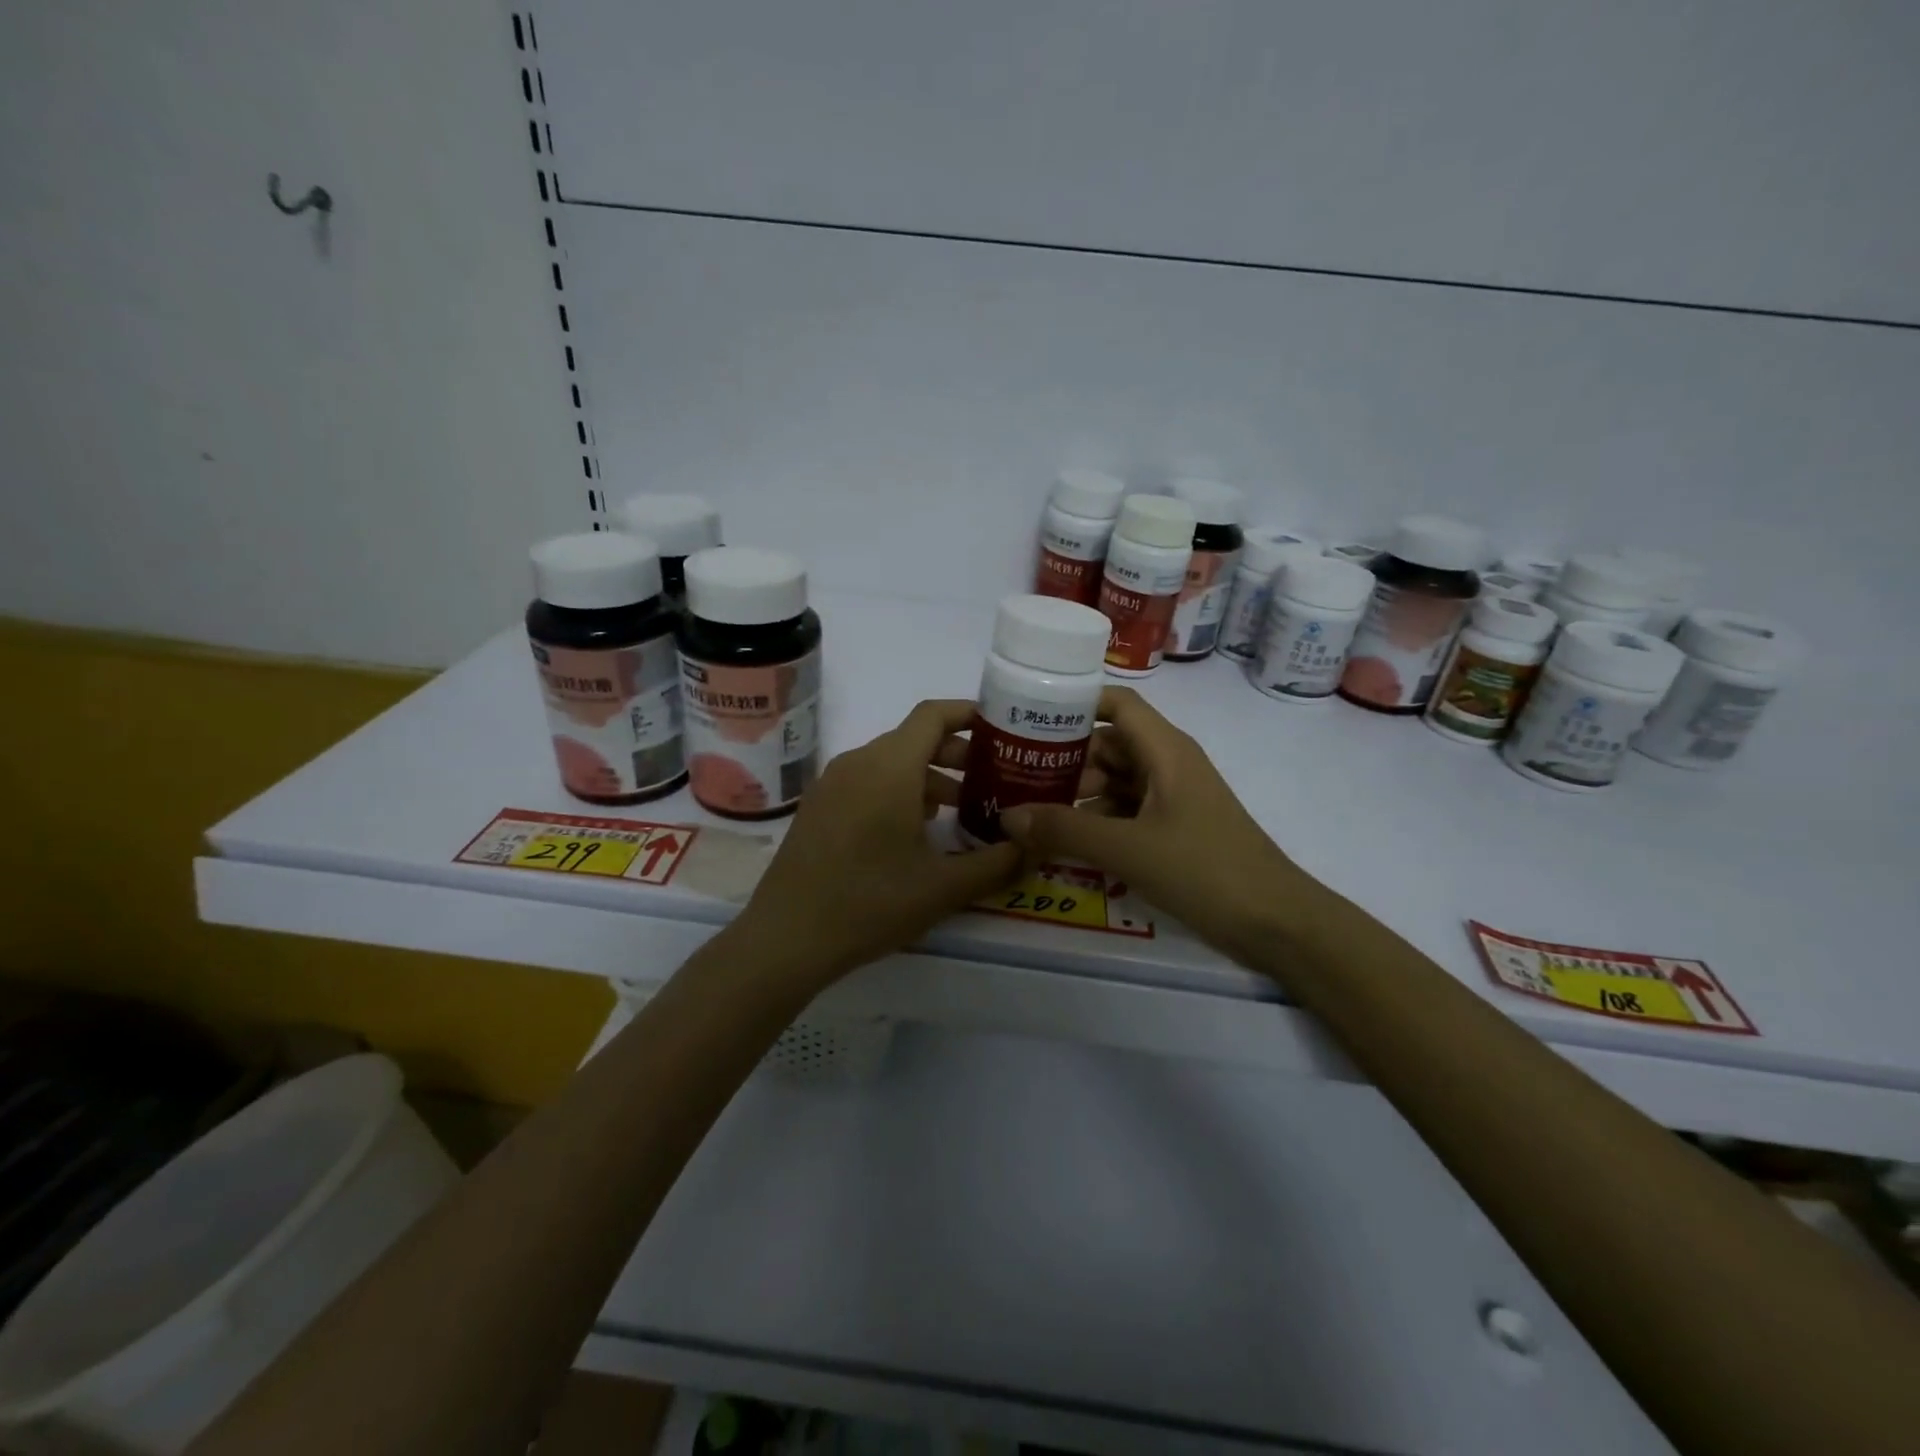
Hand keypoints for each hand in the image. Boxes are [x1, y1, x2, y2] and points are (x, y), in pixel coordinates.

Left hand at [731, 700, 1023, 985]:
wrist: (785, 938)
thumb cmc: (870, 902)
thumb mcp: (943, 887)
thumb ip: (998, 863)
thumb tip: (1035, 847)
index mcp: (889, 767)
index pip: (934, 715)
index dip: (970, 714)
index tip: (1003, 729)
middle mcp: (858, 763)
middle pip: (914, 739)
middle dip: (958, 754)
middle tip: (995, 780)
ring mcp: (832, 785)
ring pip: (891, 763)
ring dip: (930, 778)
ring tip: (963, 811)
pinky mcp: (819, 808)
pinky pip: (868, 783)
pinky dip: (899, 792)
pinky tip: (917, 832)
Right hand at [999, 686, 1323, 959]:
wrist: (1277, 923)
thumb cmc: (1205, 870)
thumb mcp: (1128, 849)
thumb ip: (1065, 830)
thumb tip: (1006, 817)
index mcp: (1165, 750)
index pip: (1116, 703)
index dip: (1074, 703)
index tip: (1026, 718)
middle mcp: (1168, 764)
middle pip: (1109, 744)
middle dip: (1064, 758)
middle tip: (1014, 775)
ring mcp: (1173, 798)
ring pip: (1116, 780)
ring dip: (1077, 793)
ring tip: (1029, 810)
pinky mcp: (1175, 829)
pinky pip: (1127, 811)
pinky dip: (1097, 819)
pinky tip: (1065, 840)